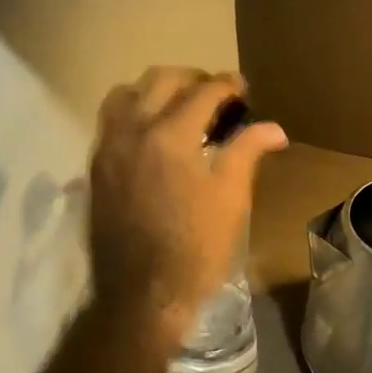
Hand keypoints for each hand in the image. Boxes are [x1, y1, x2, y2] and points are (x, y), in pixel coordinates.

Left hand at [89, 68, 287, 348]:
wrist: (143, 293)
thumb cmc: (197, 247)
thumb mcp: (231, 197)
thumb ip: (248, 151)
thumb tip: (274, 128)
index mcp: (170, 135)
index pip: (203, 91)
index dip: (228, 85)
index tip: (244, 88)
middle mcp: (133, 130)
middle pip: (161, 79)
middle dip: (193, 79)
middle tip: (216, 95)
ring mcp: (108, 148)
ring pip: (127, 93)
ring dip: (156, 90)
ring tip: (179, 108)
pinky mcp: (97, 168)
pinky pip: (111, 120)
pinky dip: (133, 112)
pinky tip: (152, 135)